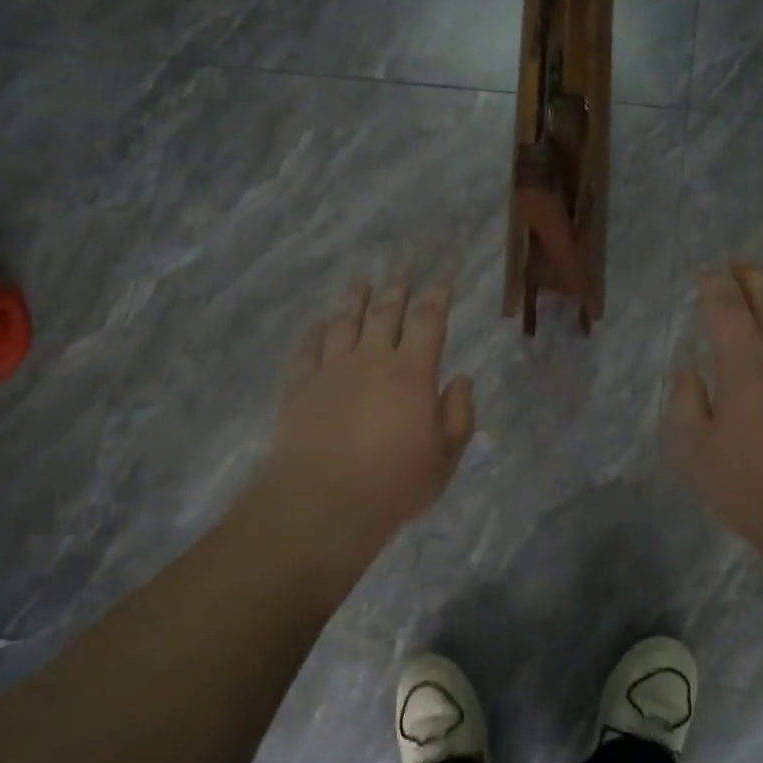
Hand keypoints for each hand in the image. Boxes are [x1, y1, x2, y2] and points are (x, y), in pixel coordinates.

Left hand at [256, 279, 475, 566]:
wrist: (322, 502)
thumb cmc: (394, 483)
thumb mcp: (446, 457)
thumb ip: (459, 413)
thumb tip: (461, 378)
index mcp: (412, 372)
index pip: (428, 320)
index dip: (438, 293)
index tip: (445, 273)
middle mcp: (372, 359)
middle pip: (385, 311)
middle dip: (398, 283)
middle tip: (404, 260)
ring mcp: (332, 369)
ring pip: (345, 321)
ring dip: (356, 298)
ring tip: (362, 279)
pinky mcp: (301, 385)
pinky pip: (309, 348)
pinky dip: (318, 331)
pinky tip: (321, 323)